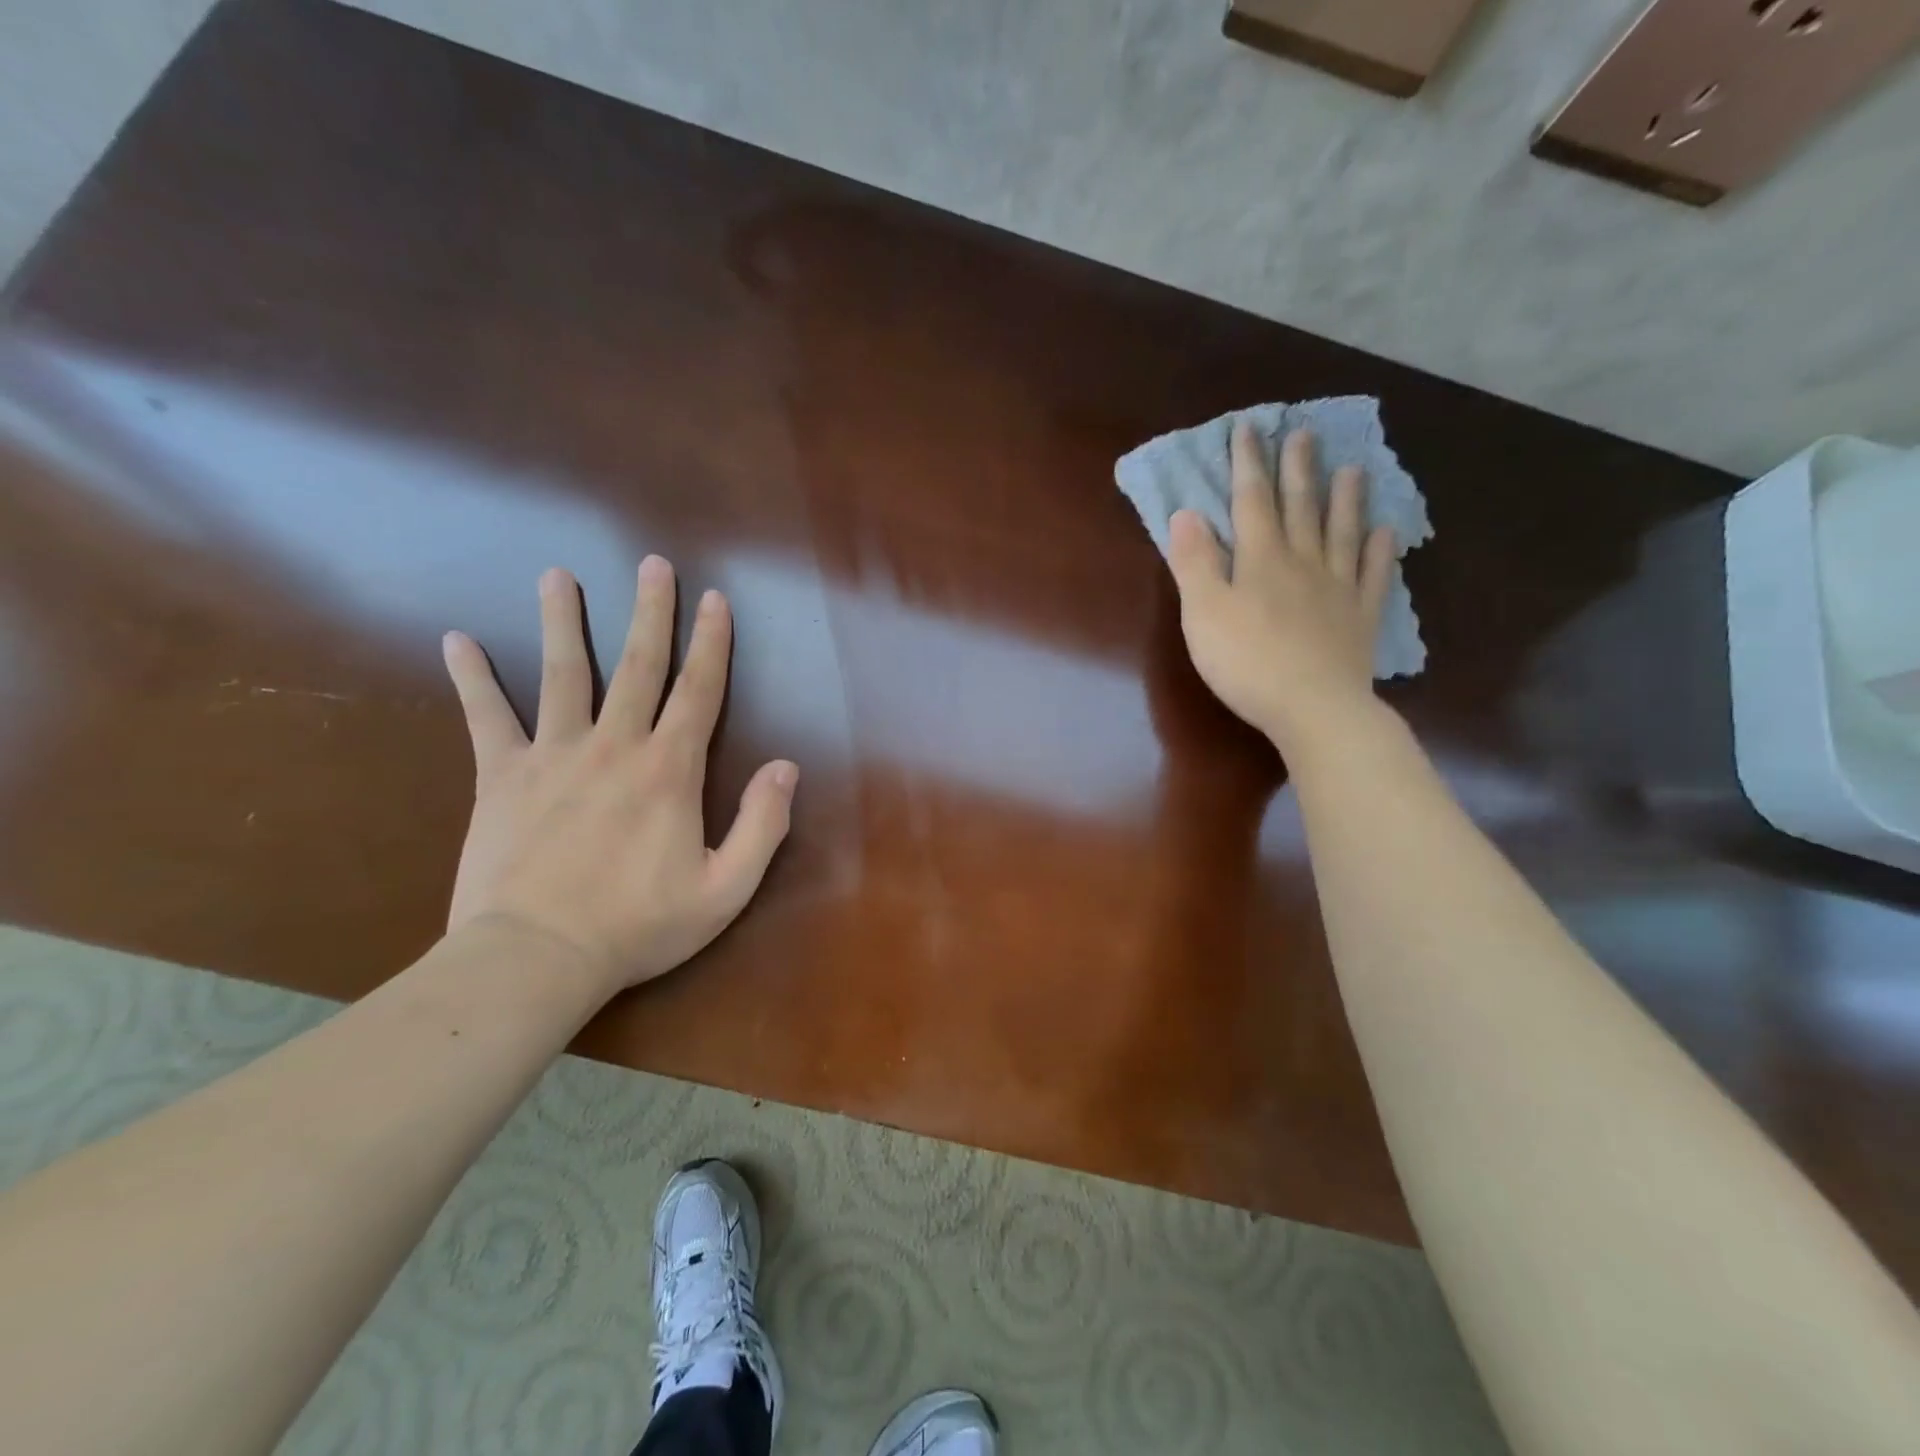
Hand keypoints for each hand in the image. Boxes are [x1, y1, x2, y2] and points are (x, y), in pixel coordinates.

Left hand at [440, 558, 797, 992]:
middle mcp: (614, 746)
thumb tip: (786, 767)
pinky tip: (458, 641)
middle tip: (652, 564)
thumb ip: (763, 825)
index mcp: (669, 770)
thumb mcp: (725, 889)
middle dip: (650, 612)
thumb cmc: (639, 926)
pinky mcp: (502, 776)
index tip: (715, 599)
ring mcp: (553, 755)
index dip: (712, 643)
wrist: (536, 959)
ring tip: (557, 576)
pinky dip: (472, 678)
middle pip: (637, 666)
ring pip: (562, 674)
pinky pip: (486, 717)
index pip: (699, 691)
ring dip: (562, 621)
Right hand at [1167, 422, 1396, 758]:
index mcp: (1260, 559)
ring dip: (1346, 498)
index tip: (1249, 428)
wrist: (1312, 707)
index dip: (1248, 464)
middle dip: (1298, 468)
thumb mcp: (1204, 612)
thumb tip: (1186, 513)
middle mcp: (1303, 562)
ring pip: (1342, 532)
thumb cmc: (1246, 661)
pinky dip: (1381, 551)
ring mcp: (1338, 588)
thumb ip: (1195, 562)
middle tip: (1305, 432)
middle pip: (1300, 507)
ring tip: (1353, 468)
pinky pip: (1374, 575)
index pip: (1251, 501)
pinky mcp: (1360, 617)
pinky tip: (1387, 532)